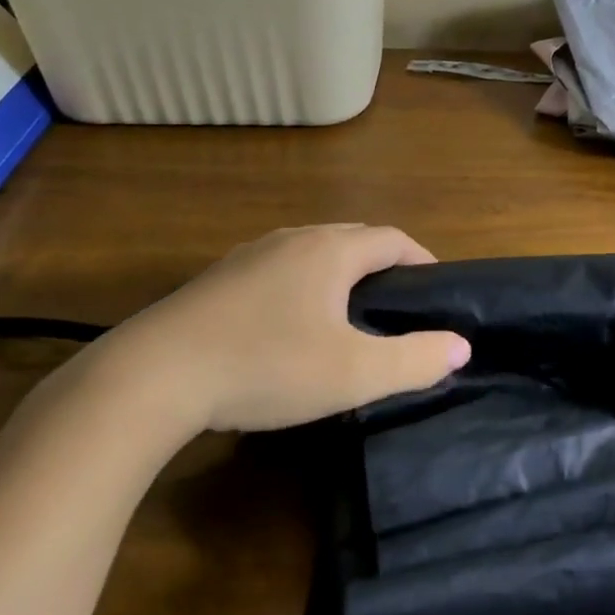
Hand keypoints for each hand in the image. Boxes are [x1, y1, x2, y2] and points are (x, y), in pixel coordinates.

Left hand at [89, 224, 470, 437]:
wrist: (153, 376)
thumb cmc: (267, 367)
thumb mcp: (353, 373)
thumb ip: (415, 360)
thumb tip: (461, 346)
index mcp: (330, 251)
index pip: (391, 240)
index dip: (420, 259)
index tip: (435, 288)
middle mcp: (292, 239)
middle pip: (352, 238)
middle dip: (381, 263)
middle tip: (397, 303)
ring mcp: (248, 256)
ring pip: (310, 252)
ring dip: (338, 273)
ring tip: (348, 312)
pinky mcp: (216, 280)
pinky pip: (276, 270)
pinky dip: (300, 286)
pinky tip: (288, 324)